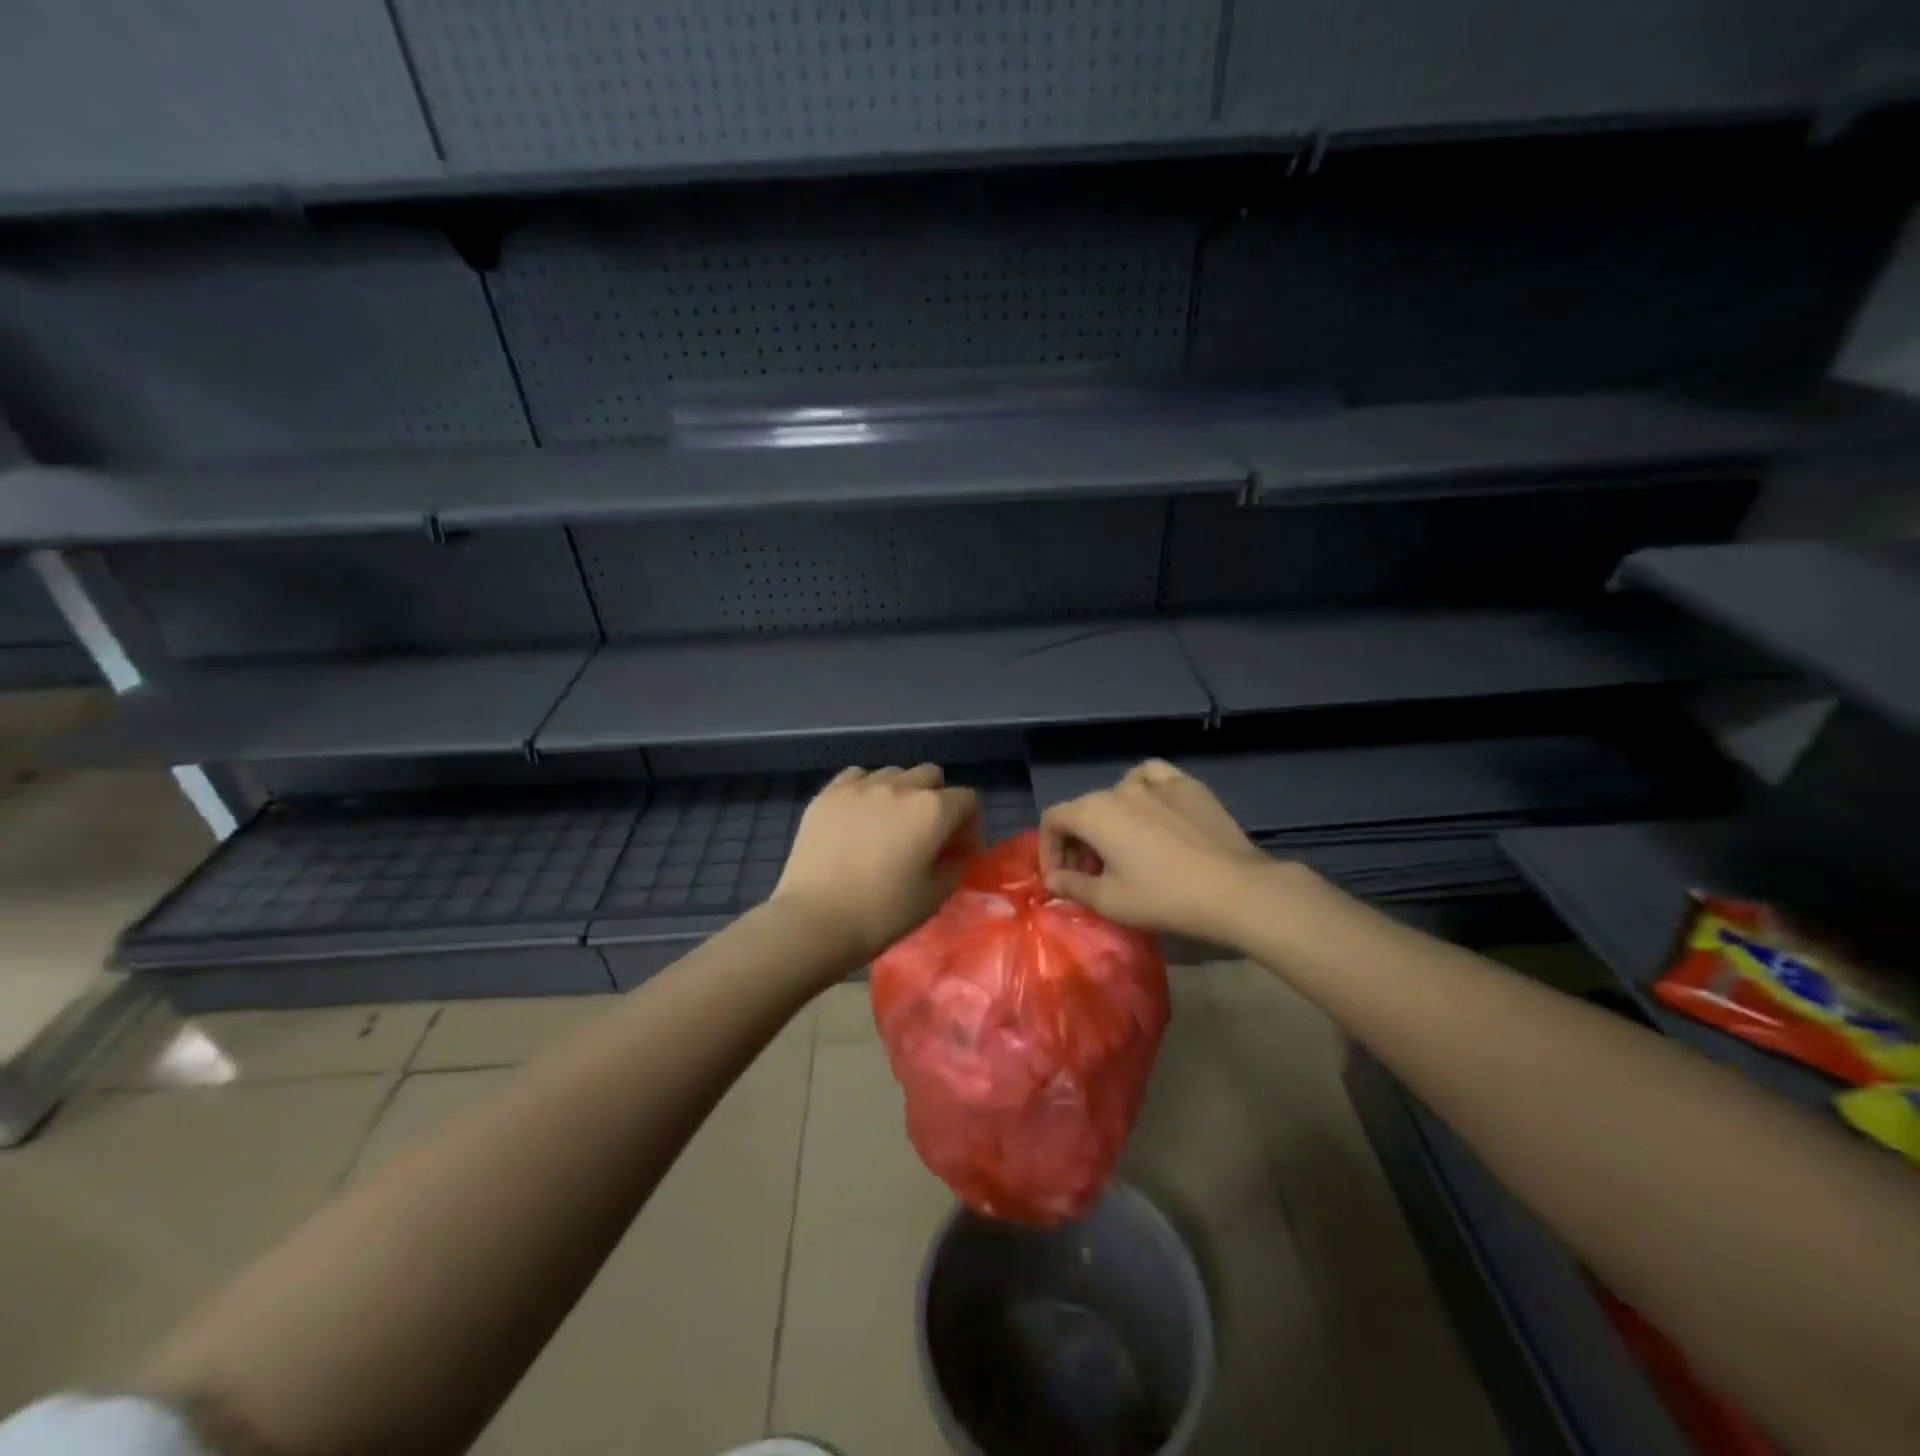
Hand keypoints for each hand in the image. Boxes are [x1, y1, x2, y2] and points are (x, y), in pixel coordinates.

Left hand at [771, 764, 980, 966]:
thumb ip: (953, 867)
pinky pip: (857, 776)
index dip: (969, 823)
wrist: (815, 920)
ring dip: (901, 792)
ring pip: (894, 773)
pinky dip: (866, 790)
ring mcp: (861, 786)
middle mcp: (900, 787)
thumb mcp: (933, 898)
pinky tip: (859, 815)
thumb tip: (954, 855)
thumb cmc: (881, 913)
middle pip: (931, 776)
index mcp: (933, 811)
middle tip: (926, 833)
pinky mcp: (828, 793)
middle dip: (937, 799)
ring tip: (889, 823)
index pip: (968, 799)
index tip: (958, 849)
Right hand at [1039, 759, 1278, 942]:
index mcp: (1094, 812)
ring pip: (1117, 793)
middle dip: (1078, 842)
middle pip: (1084, 809)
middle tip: (1091, 875)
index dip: (1049, 850)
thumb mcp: (1109, 901)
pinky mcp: (1188, 786)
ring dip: (1109, 820)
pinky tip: (1151, 809)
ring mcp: (1157, 782)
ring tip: (1121, 847)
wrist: (1234, 890)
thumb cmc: (1163, 897)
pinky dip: (1143, 790)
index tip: (1061, 879)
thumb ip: (1072, 886)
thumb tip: (1053, 879)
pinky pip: (1153, 778)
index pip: (1054, 820)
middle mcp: (1121, 788)